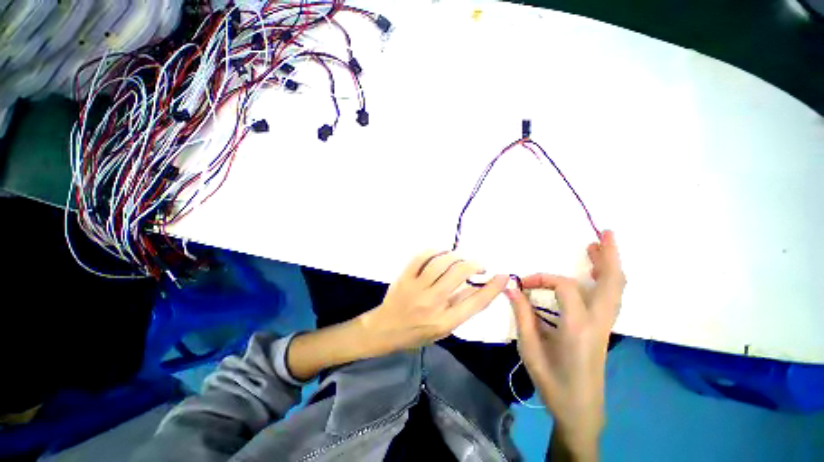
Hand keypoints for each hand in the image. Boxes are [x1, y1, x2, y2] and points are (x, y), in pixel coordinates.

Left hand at [360, 250, 508, 354]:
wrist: (385, 329)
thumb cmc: (417, 333)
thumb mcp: (444, 329)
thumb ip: (461, 308)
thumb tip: (479, 287)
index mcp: (445, 321)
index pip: (476, 302)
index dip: (494, 287)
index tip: (503, 275)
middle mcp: (432, 302)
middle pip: (459, 273)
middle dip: (474, 264)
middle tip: (478, 266)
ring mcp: (416, 287)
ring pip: (441, 262)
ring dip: (456, 256)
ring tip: (460, 260)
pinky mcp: (404, 277)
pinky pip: (421, 257)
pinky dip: (435, 251)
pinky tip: (441, 254)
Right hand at [505, 230, 624, 459]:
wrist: (580, 410)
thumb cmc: (553, 382)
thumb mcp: (530, 349)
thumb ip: (522, 315)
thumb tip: (511, 288)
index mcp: (578, 327)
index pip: (565, 287)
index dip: (541, 278)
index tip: (522, 284)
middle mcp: (598, 322)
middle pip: (612, 282)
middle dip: (610, 255)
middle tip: (604, 233)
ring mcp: (605, 326)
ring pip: (616, 289)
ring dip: (610, 264)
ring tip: (599, 245)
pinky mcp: (604, 329)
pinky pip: (610, 298)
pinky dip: (606, 279)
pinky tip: (596, 272)